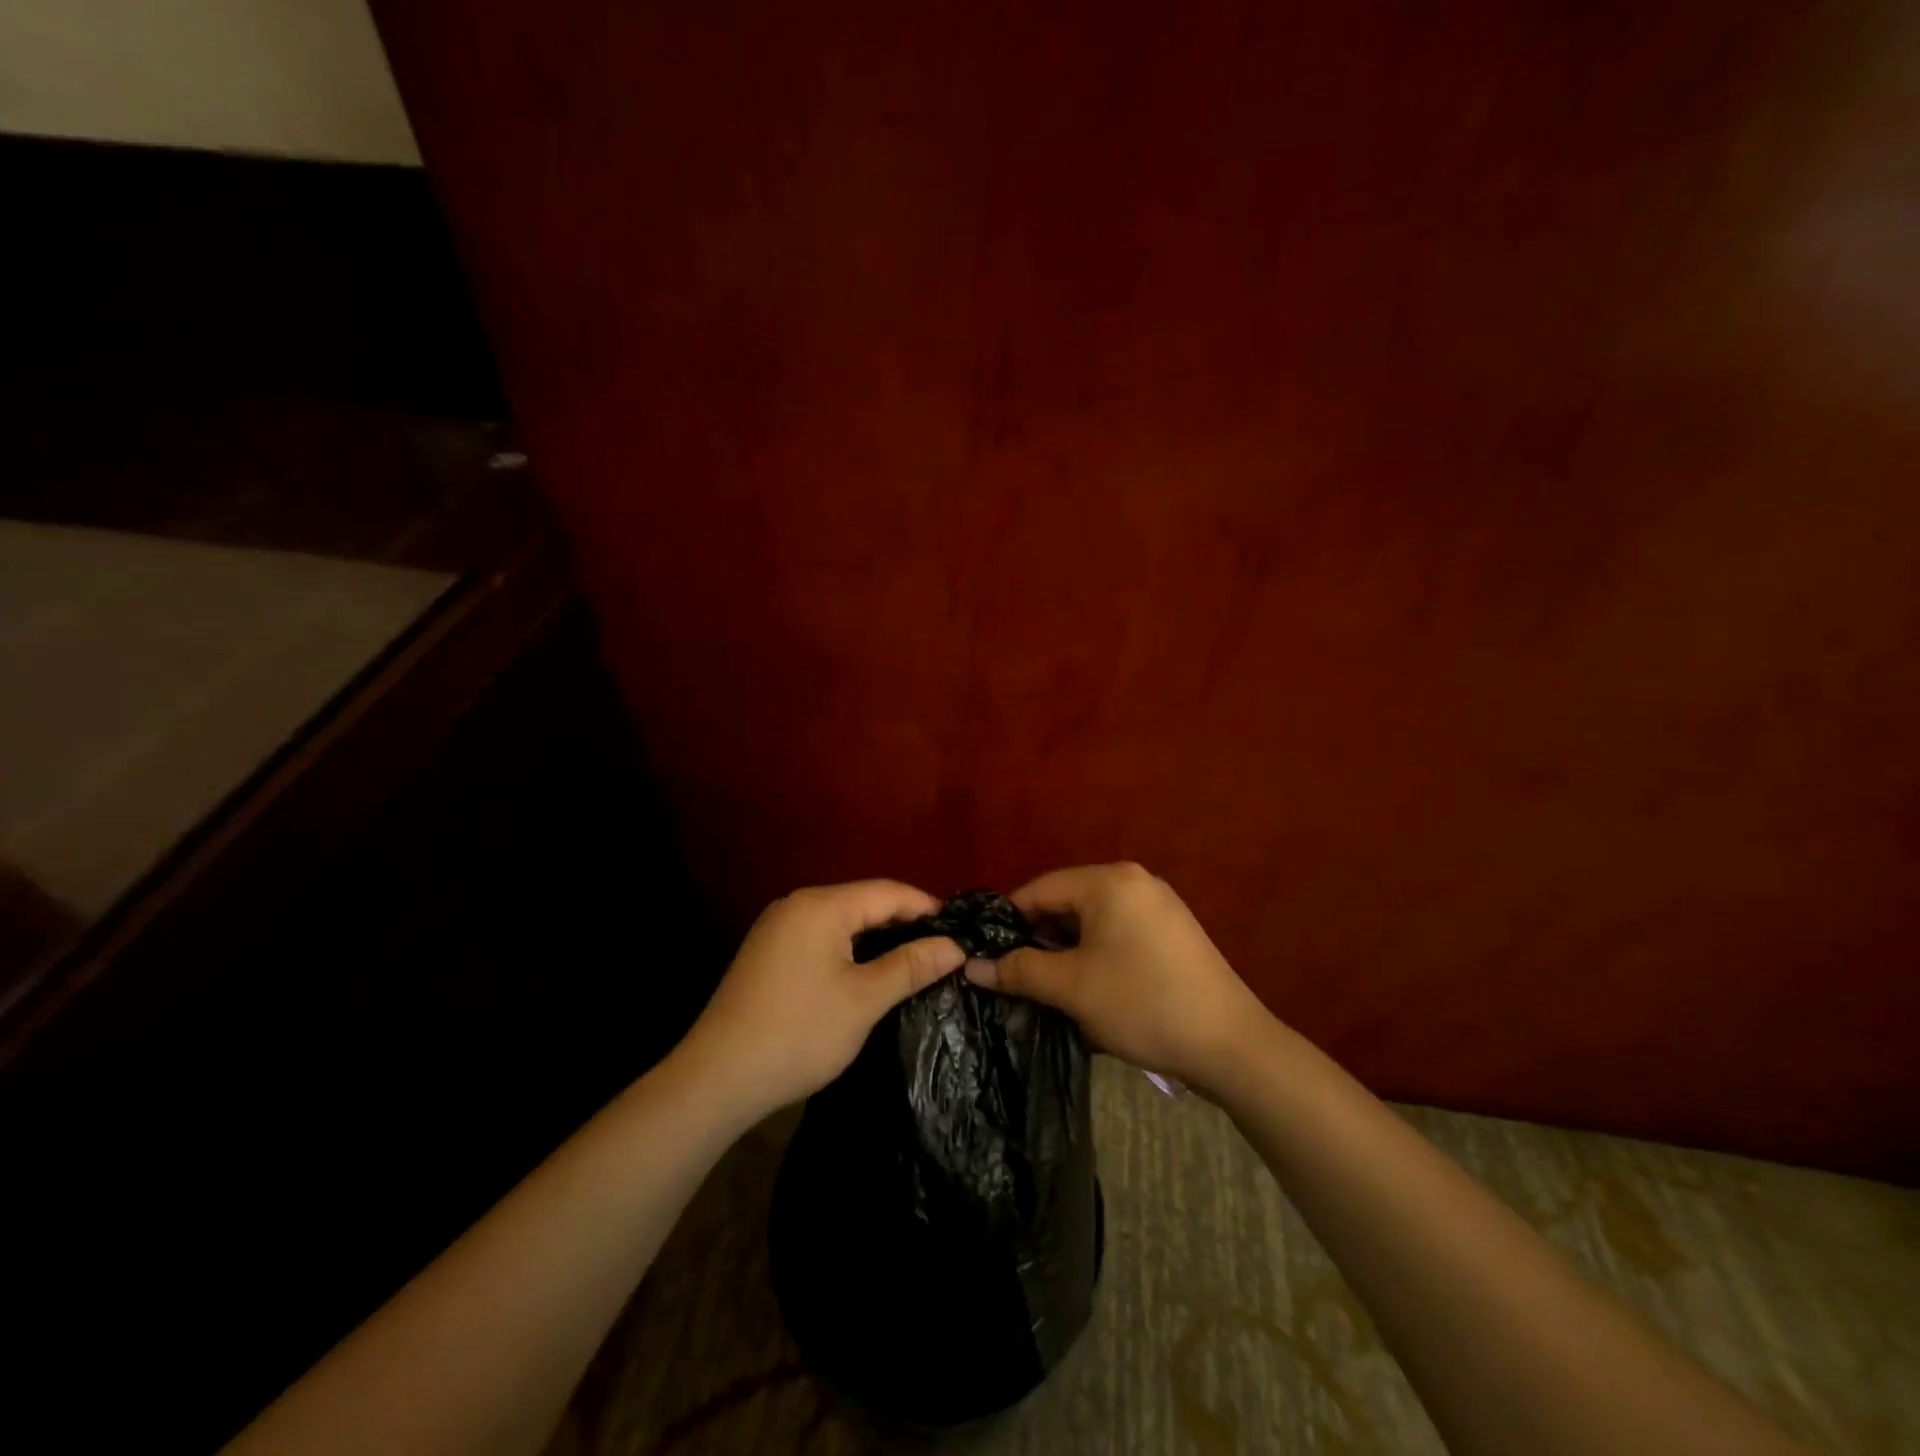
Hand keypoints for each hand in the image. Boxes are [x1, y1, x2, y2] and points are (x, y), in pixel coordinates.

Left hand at [685, 880, 964, 1119]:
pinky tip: (869, 969)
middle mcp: (797, 904)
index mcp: (821, 905)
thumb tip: (955, 947)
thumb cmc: (799, 1033)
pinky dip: (851, 947)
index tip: (960, 929)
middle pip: (864, 901)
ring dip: (878, 935)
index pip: (887, 891)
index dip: (926, 907)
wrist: (717, 1078)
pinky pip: (822, 935)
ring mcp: (778, 927)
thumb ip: (911, 966)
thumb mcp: (864, 1000)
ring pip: (843, 919)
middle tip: (942, 947)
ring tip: (914, 959)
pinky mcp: (769, 951)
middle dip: (904, 921)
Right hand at [965, 862, 1272, 1095]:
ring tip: (1046, 987)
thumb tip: (972, 967)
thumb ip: (1019, 970)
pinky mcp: (1172, 932)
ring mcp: (1158, 906)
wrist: (1231, 1045)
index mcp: (1109, 881)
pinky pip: (1117, 934)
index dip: (1007, 921)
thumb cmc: (1142, 1004)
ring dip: (1066, 952)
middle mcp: (1135, 881)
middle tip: (1014, 976)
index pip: (1040, 889)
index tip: (984, 953)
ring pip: (1092, 922)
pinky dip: (1095, 955)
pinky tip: (1087, 989)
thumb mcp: (1072, 987)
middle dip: (1038, 939)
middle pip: (1067, 903)